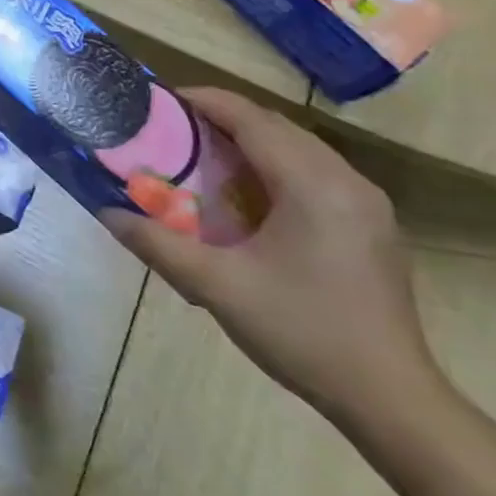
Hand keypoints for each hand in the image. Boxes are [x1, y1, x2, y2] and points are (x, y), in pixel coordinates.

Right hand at [98, 88, 438, 426]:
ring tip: (204, 153)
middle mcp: (348, 182)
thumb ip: (157, 244)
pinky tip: (250, 194)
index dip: (207, 101)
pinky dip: (276, 166)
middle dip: (225, 119)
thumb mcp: (216, 287)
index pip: (254, 121)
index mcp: (314, 186)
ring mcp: (368, 205)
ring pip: (301, 150)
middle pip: (278, 128)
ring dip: (252, 142)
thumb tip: (107, 213)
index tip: (164, 97)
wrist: (388, 397)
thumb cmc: (300, 331)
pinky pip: (317, 174)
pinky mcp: (372, 226)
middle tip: (174, 127)